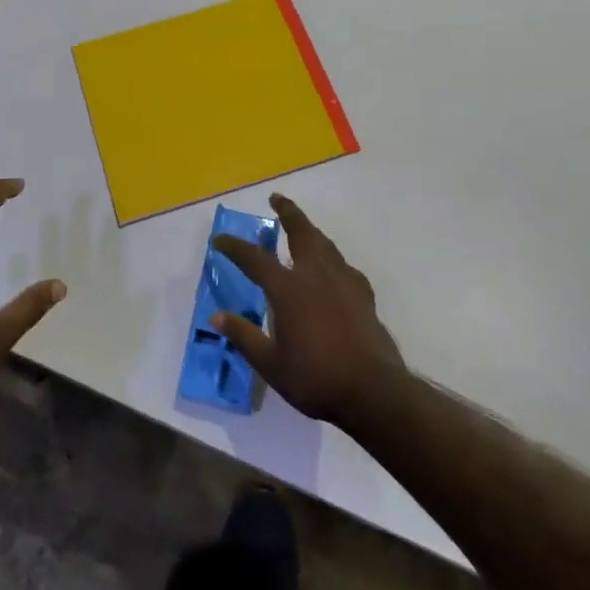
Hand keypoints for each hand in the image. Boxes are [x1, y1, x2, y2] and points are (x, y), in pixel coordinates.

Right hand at [214, 193, 404, 429]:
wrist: (374, 391)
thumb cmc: (316, 378)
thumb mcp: (270, 363)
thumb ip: (243, 336)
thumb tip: (216, 317)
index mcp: (288, 289)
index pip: (254, 259)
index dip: (235, 247)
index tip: (219, 240)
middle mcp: (315, 275)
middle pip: (301, 231)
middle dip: (287, 212)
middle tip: (276, 199)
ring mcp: (343, 282)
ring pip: (325, 244)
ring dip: (310, 230)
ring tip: (302, 228)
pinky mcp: (364, 295)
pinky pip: (344, 266)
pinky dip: (332, 260)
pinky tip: (332, 270)